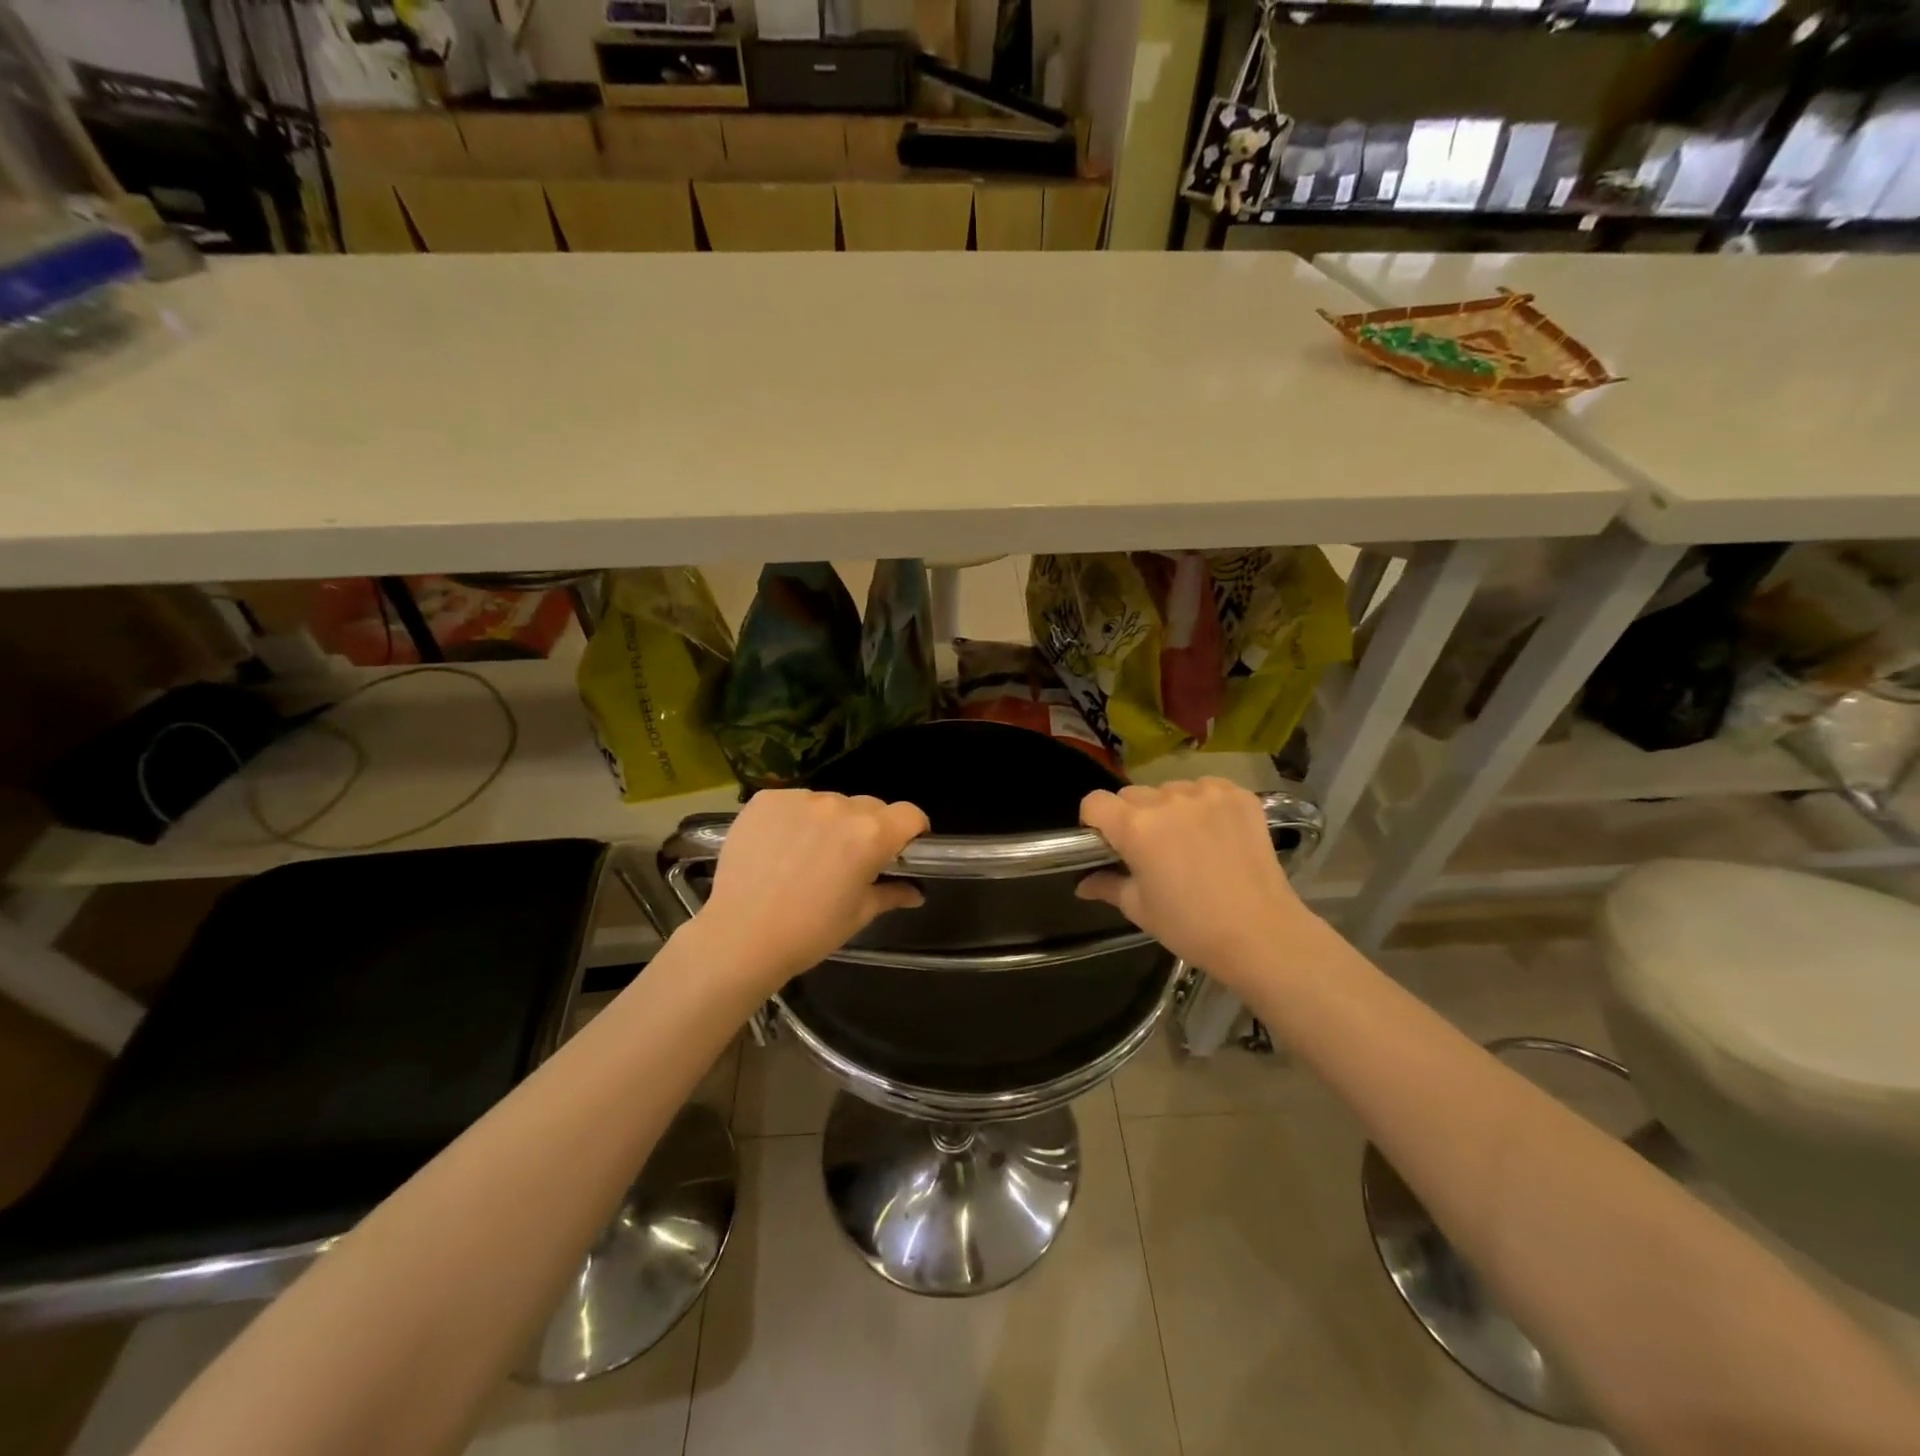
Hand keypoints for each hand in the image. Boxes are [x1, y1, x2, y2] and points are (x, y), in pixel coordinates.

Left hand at [695, 789, 929, 989]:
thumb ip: (891, 894)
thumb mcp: (859, 915)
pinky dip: (795, 819)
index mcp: (871, 834)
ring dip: (830, 822)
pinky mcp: (766, 800)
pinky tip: (780, 847)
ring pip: (830, 803)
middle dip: (870, 828)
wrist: (740, 937)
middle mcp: (839, 806)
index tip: (902, 848)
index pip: (909, 814)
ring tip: (809, 855)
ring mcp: (800, 799)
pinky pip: (794, 802)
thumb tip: (915, 893)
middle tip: (852, 859)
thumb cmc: (810, 932)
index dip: (912, 830)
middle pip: (870, 806)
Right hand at [1076, 779, 1320, 987]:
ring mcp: (1206, 794)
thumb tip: (1082, 884)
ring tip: (1188, 842)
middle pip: (1132, 794)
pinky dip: (1204, 805)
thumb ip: (1107, 886)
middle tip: (1150, 850)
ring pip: (1170, 790)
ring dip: (1169, 809)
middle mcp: (1167, 800)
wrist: (1262, 935)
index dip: (1095, 821)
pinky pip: (1206, 789)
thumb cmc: (1191, 927)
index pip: (1095, 801)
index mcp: (1135, 827)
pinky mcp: (1238, 795)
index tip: (1107, 843)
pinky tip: (1216, 833)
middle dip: (1132, 816)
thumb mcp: (1139, 909)